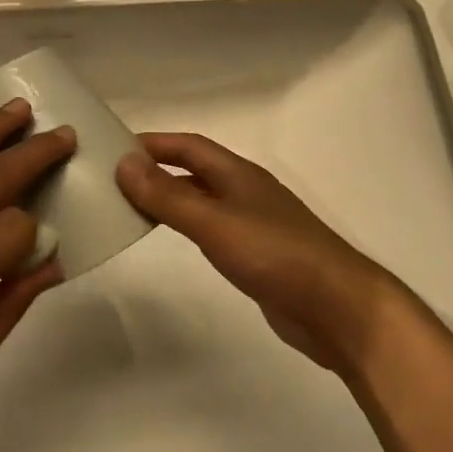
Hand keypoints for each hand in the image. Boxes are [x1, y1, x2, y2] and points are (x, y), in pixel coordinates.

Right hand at [116, 132, 405, 375]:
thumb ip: (169, 196)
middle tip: (115, 179)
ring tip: (132, 207)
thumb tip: (124, 163)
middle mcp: (246, 192)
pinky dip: (188, 226)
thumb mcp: (215, 223)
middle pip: (196, 171)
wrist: (337, 308)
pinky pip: (213, 229)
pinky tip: (176, 239)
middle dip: (158, 169)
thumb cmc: (276, 255)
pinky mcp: (258, 255)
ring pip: (203, 201)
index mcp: (239, 174)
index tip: (115, 147)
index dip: (155, 143)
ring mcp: (254, 224)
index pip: (190, 146)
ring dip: (171, 198)